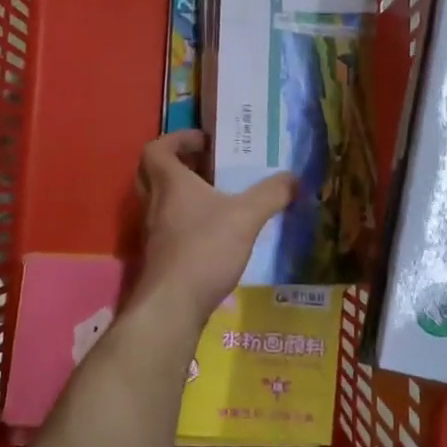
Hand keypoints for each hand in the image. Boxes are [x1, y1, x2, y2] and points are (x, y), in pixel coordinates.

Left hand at [129, 130, 295, 331]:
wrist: (172, 306)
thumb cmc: (205, 249)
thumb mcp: (246, 216)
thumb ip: (271, 194)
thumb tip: (293, 178)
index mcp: (170, 183)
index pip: (157, 148)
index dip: (177, 140)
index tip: (205, 142)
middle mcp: (155, 204)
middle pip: (154, 173)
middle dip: (180, 165)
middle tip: (209, 166)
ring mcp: (153, 233)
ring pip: (161, 202)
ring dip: (185, 195)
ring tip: (219, 198)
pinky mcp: (160, 258)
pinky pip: (170, 228)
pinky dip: (188, 223)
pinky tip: (216, 234)